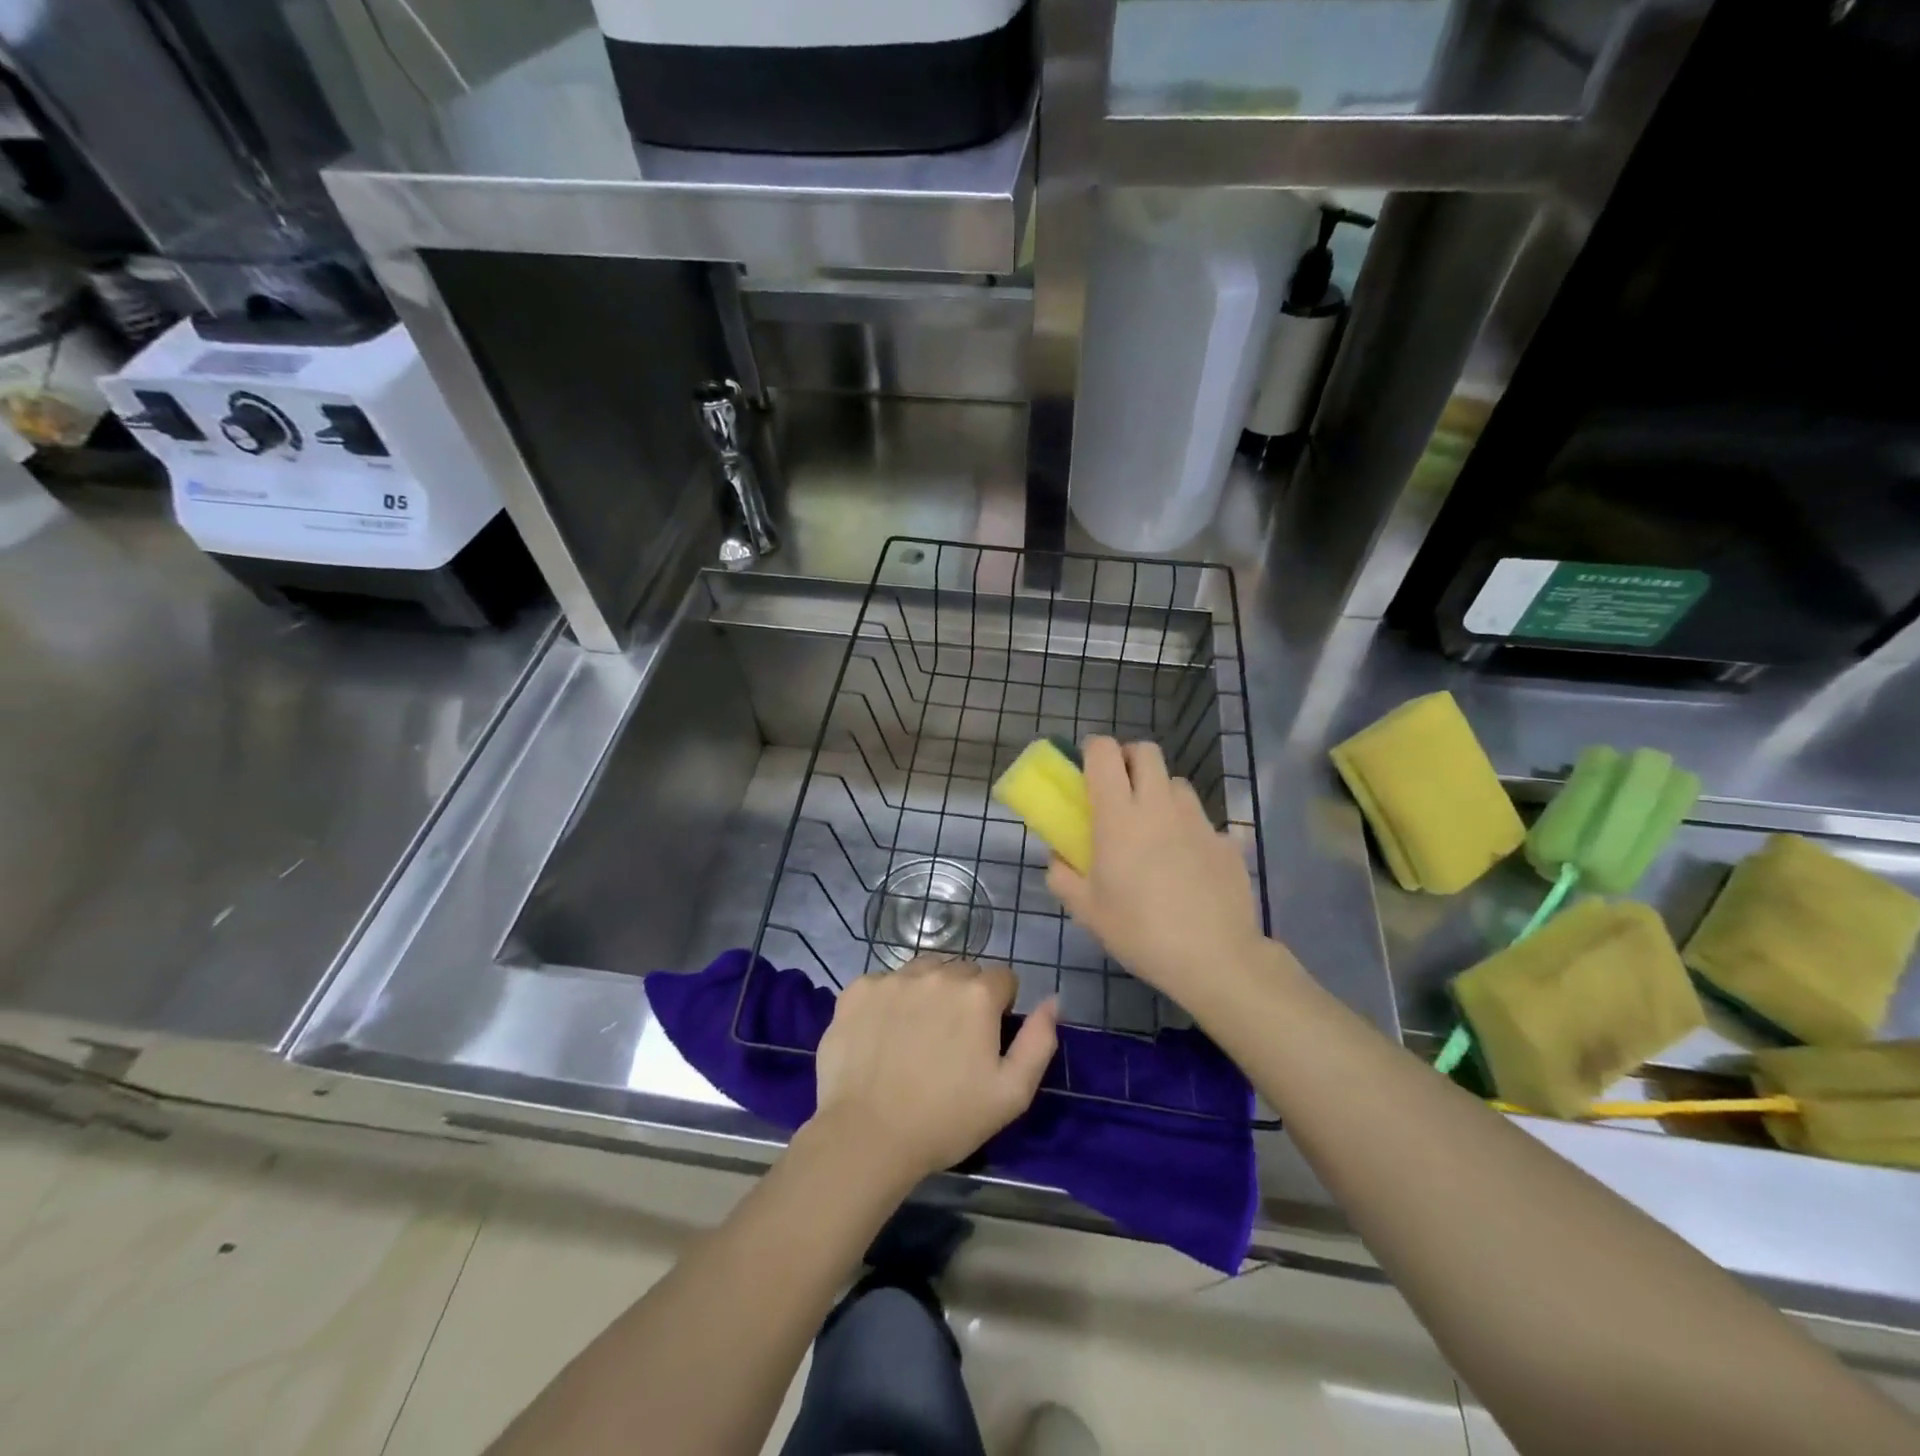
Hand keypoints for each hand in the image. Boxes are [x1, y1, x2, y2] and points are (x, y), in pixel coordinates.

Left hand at [811, 958, 1058, 1182]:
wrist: (867, 1137)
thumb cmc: (946, 1120)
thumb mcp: (1012, 1094)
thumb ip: (1039, 1041)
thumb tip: (1052, 1000)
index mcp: (977, 994)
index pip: (1002, 978)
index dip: (1000, 1007)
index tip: (986, 1039)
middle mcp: (936, 974)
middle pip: (962, 970)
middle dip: (964, 996)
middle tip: (951, 1041)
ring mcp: (892, 978)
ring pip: (923, 971)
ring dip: (928, 992)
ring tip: (916, 1035)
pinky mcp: (858, 990)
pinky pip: (884, 983)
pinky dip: (888, 1001)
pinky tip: (883, 1036)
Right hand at [1047, 736, 1266, 1006]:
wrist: (1214, 958)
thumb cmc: (1139, 931)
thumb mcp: (1086, 911)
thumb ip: (1063, 876)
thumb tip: (1058, 857)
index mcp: (1119, 816)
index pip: (1105, 753)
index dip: (1093, 750)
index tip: (1086, 769)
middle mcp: (1159, 806)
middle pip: (1146, 752)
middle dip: (1129, 759)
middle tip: (1118, 791)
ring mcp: (1197, 821)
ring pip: (1176, 783)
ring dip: (1159, 793)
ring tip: (1154, 828)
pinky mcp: (1225, 841)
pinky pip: (1201, 820)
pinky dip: (1187, 830)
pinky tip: (1186, 864)